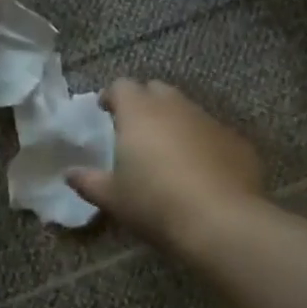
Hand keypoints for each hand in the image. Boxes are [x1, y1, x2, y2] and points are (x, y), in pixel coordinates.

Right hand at [67, 80, 265, 250]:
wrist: (221, 221)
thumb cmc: (155, 203)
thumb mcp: (113, 198)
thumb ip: (89, 181)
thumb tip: (69, 174)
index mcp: (139, 112)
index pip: (121, 86)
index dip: (112, 96)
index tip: (106, 111)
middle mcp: (175, 107)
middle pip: (156, 90)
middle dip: (145, 102)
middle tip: (136, 128)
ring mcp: (209, 121)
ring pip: (187, 109)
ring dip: (175, 122)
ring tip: (168, 150)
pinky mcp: (237, 141)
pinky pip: (213, 133)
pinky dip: (202, 143)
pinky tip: (201, 170)